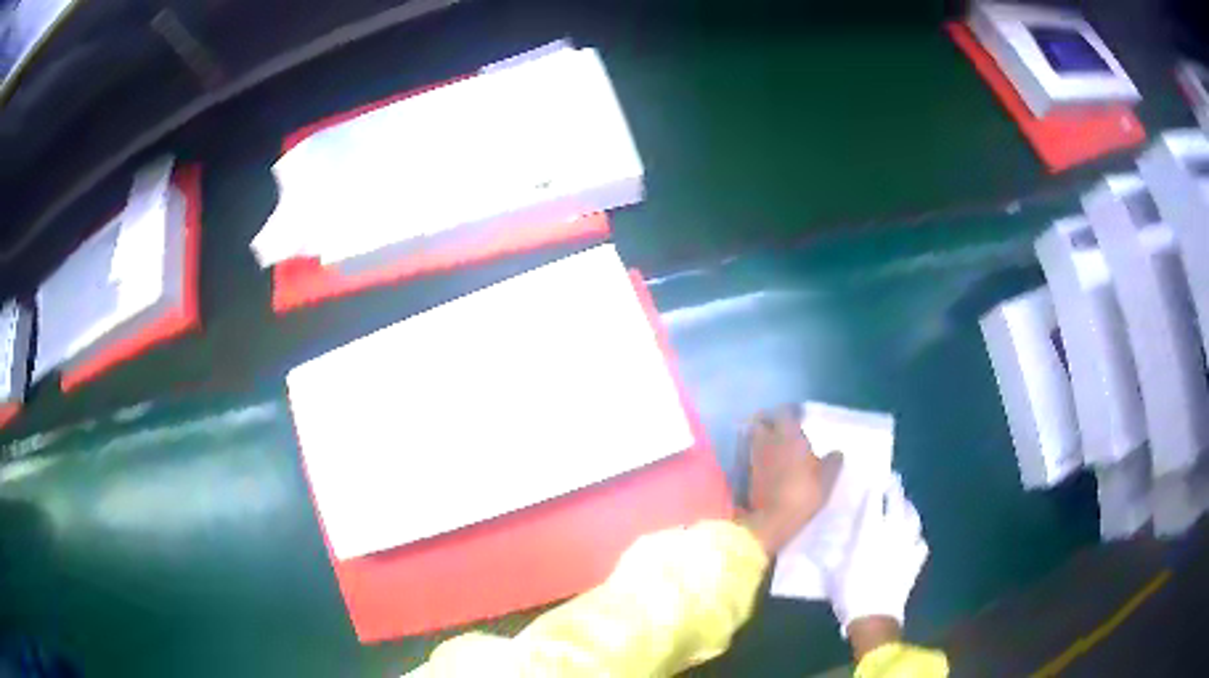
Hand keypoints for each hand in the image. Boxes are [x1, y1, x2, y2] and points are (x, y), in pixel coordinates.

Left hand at [743, 405, 842, 554]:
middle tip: (781, 428)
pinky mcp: (745, 471)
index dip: (790, 412)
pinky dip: (756, 452)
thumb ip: (832, 463)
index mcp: (788, 435)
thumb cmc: (803, 494)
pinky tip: (766, 461)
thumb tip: (837, 453)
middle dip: (769, 421)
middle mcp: (767, 440)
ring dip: (761, 436)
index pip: (785, 411)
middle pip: (762, 420)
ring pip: (753, 436)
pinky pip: (749, 453)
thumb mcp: (826, 479)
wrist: (772, 519)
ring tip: (773, 444)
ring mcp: (753, 455)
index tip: (798, 416)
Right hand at [827, 473, 927, 641]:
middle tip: (894, 481)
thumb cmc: (849, 593)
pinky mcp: (916, 560)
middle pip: (897, 503)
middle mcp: (891, 532)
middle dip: (895, 490)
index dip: (875, 489)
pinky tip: (915, 539)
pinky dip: (917, 537)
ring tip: (906, 504)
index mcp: (869, 532)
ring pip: (913, 518)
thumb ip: (829, 557)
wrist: (874, 616)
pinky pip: (920, 542)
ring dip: (909, 508)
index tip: (875, 479)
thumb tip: (816, 548)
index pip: (874, 502)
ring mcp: (907, 545)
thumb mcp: (832, 574)